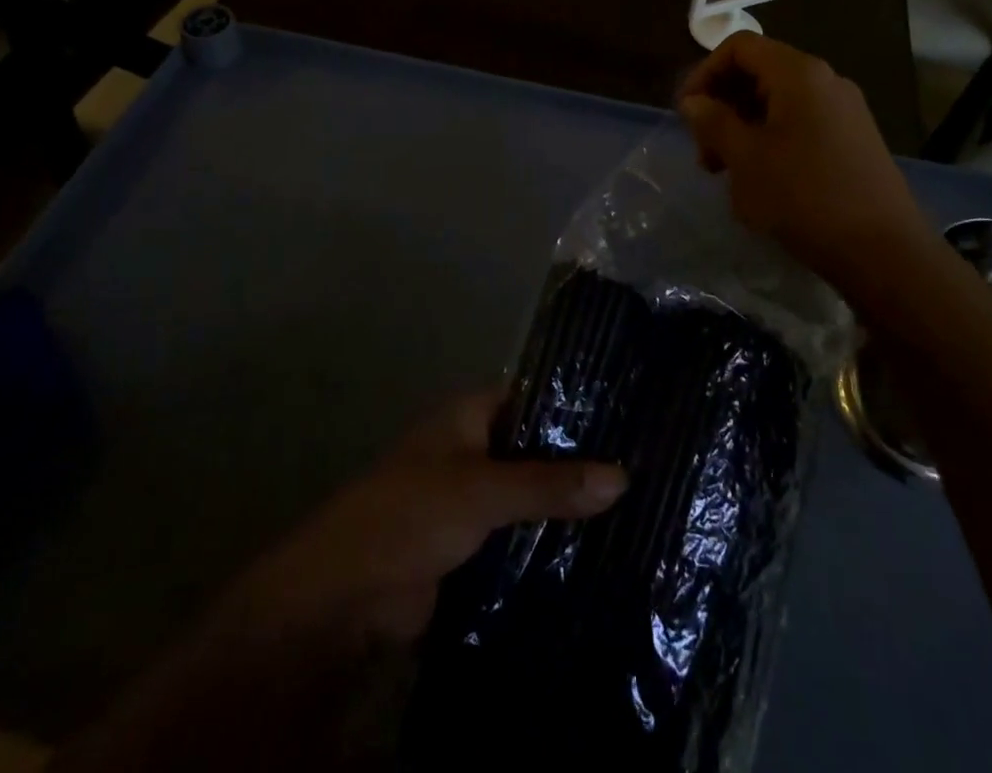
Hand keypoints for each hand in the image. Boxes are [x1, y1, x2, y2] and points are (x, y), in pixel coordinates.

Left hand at [234, 387, 627, 645]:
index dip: (575, 405)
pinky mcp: (470, 544)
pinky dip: (547, 542)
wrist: (347, 595)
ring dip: (565, 506)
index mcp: (469, 414)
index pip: (533, 396)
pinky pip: (518, 535)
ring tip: (635, 510)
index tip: (628, 418)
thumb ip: (550, 484)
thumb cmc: (411, 513)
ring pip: (529, 494)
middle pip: (535, 448)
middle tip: (644, 469)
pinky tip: (597, 551)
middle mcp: (473, 447)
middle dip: (578, 462)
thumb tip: (624, 477)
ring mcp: (471, 497)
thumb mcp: (483, 490)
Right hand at [677, 34, 930, 274]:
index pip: (739, 47)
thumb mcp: (745, 158)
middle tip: (704, 151)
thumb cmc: (804, 196)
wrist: (884, 252)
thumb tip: (693, 101)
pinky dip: (770, 140)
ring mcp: (844, 111)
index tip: (687, 113)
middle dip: (722, 105)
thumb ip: (713, 122)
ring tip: (726, 171)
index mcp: (799, 74)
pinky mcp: (853, 140)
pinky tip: (761, 180)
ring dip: (742, 127)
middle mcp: (825, 81)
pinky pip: (800, 124)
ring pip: (777, 102)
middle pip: (759, 72)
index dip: (704, 73)